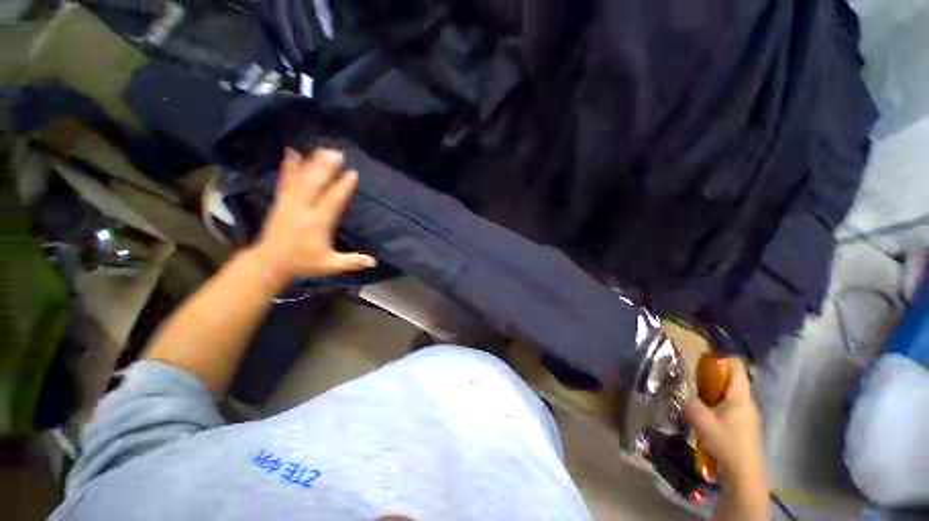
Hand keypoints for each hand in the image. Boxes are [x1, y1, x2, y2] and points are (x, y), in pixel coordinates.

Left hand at [249, 148, 375, 284]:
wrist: (270, 263)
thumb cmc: (303, 263)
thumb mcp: (330, 265)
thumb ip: (352, 262)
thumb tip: (374, 261)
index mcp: (318, 223)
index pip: (333, 201)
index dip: (343, 187)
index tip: (353, 173)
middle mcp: (304, 209)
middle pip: (316, 184)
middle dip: (326, 168)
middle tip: (337, 153)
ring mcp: (290, 203)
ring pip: (302, 179)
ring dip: (312, 163)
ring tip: (321, 149)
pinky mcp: (281, 202)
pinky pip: (286, 181)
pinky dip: (289, 166)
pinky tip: (291, 153)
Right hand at [684, 359, 767, 495]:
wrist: (745, 474)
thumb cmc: (725, 443)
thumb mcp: (701, 421)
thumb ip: (690, 402)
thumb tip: (682, 392)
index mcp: (740, 397)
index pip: (737, 368)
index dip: (723, 359)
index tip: (705, 358)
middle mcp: (748, 403)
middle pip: (733, 381)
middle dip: (714, 378)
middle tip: (695, 380)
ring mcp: (749, 416)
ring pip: (731, 396)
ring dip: (715, 393)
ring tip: (698, 399)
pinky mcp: (746, 427)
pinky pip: (732, 408)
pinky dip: (719, 406)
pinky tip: (708, 417)